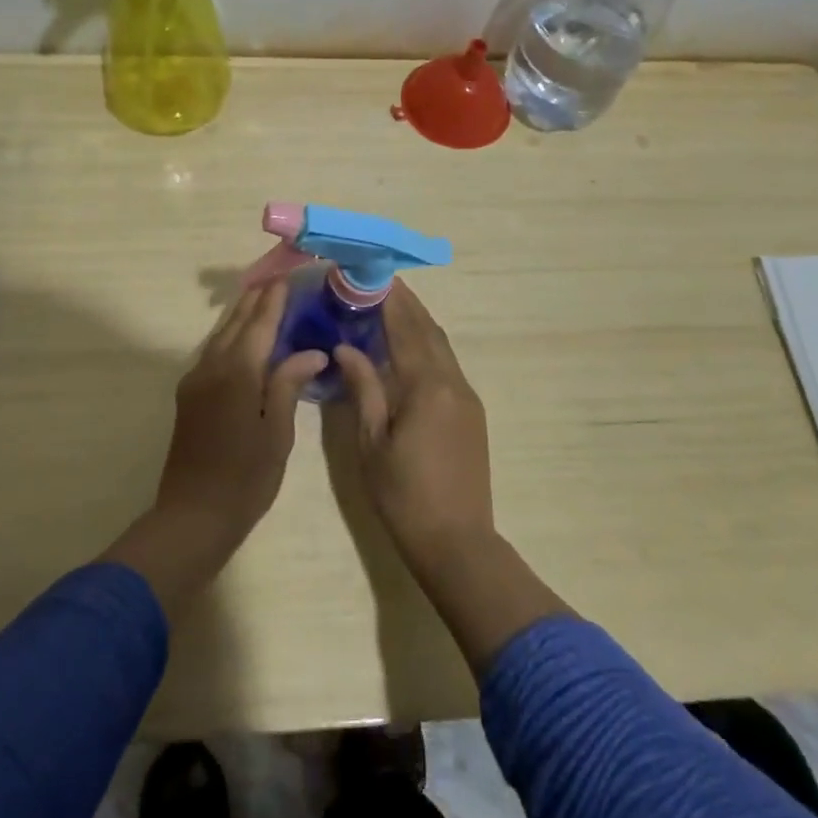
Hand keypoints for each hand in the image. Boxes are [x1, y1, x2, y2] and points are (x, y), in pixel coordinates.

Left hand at [155, 281, 326, 557]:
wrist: (192, 515)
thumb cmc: (245, 478)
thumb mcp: (277, 433)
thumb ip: (288, 385)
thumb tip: (312, 351)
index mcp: (238, 373)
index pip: (259, 324)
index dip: (274, 299)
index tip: (288, 276)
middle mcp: (212, 367)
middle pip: (236, 323)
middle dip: (256, 299)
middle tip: (278, 278)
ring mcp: (195, 380)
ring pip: (221, 335)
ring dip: (242, 315)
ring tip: (262, 298)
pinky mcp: (189, 395)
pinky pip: (212, 352)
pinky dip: (231, 336)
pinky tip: (243, 338)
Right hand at [334, 284, 495, 576]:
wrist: (457, 541)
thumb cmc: (404, 495)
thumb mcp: (372, 443)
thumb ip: (363, 388)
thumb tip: (346, 347)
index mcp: (427, 386)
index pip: (406, 329)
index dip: (389, 300)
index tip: (371, 276)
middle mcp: (453, 382)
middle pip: (429, 330)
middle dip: (406, 304)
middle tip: (378, 284)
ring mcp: (467, 397)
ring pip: (442, 346)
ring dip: (419, 323)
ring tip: (391, 307)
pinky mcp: (472, 412)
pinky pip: (448, 365)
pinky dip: (427, 346)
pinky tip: (409, 349)